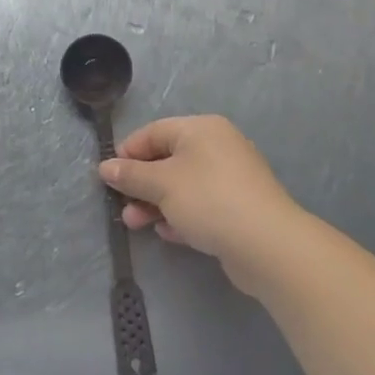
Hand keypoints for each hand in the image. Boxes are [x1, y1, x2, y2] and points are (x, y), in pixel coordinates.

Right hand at [99, 115, 301, 293]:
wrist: (268, 245)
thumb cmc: (209, 200)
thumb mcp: (161, 184)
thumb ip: (131, 174)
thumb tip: (105, 167)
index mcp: (201, 129)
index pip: (153, 132)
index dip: (127, 152)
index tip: (109, 177)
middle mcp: (218, 147)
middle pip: (167, 160)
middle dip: (140, 185)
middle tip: (122, 207)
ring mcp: (231, 179)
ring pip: (182, 186)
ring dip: (155, 204)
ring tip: (137, 225)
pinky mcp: (238, 209)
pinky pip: (200, 206)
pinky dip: (180, 216)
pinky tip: (168, 233)